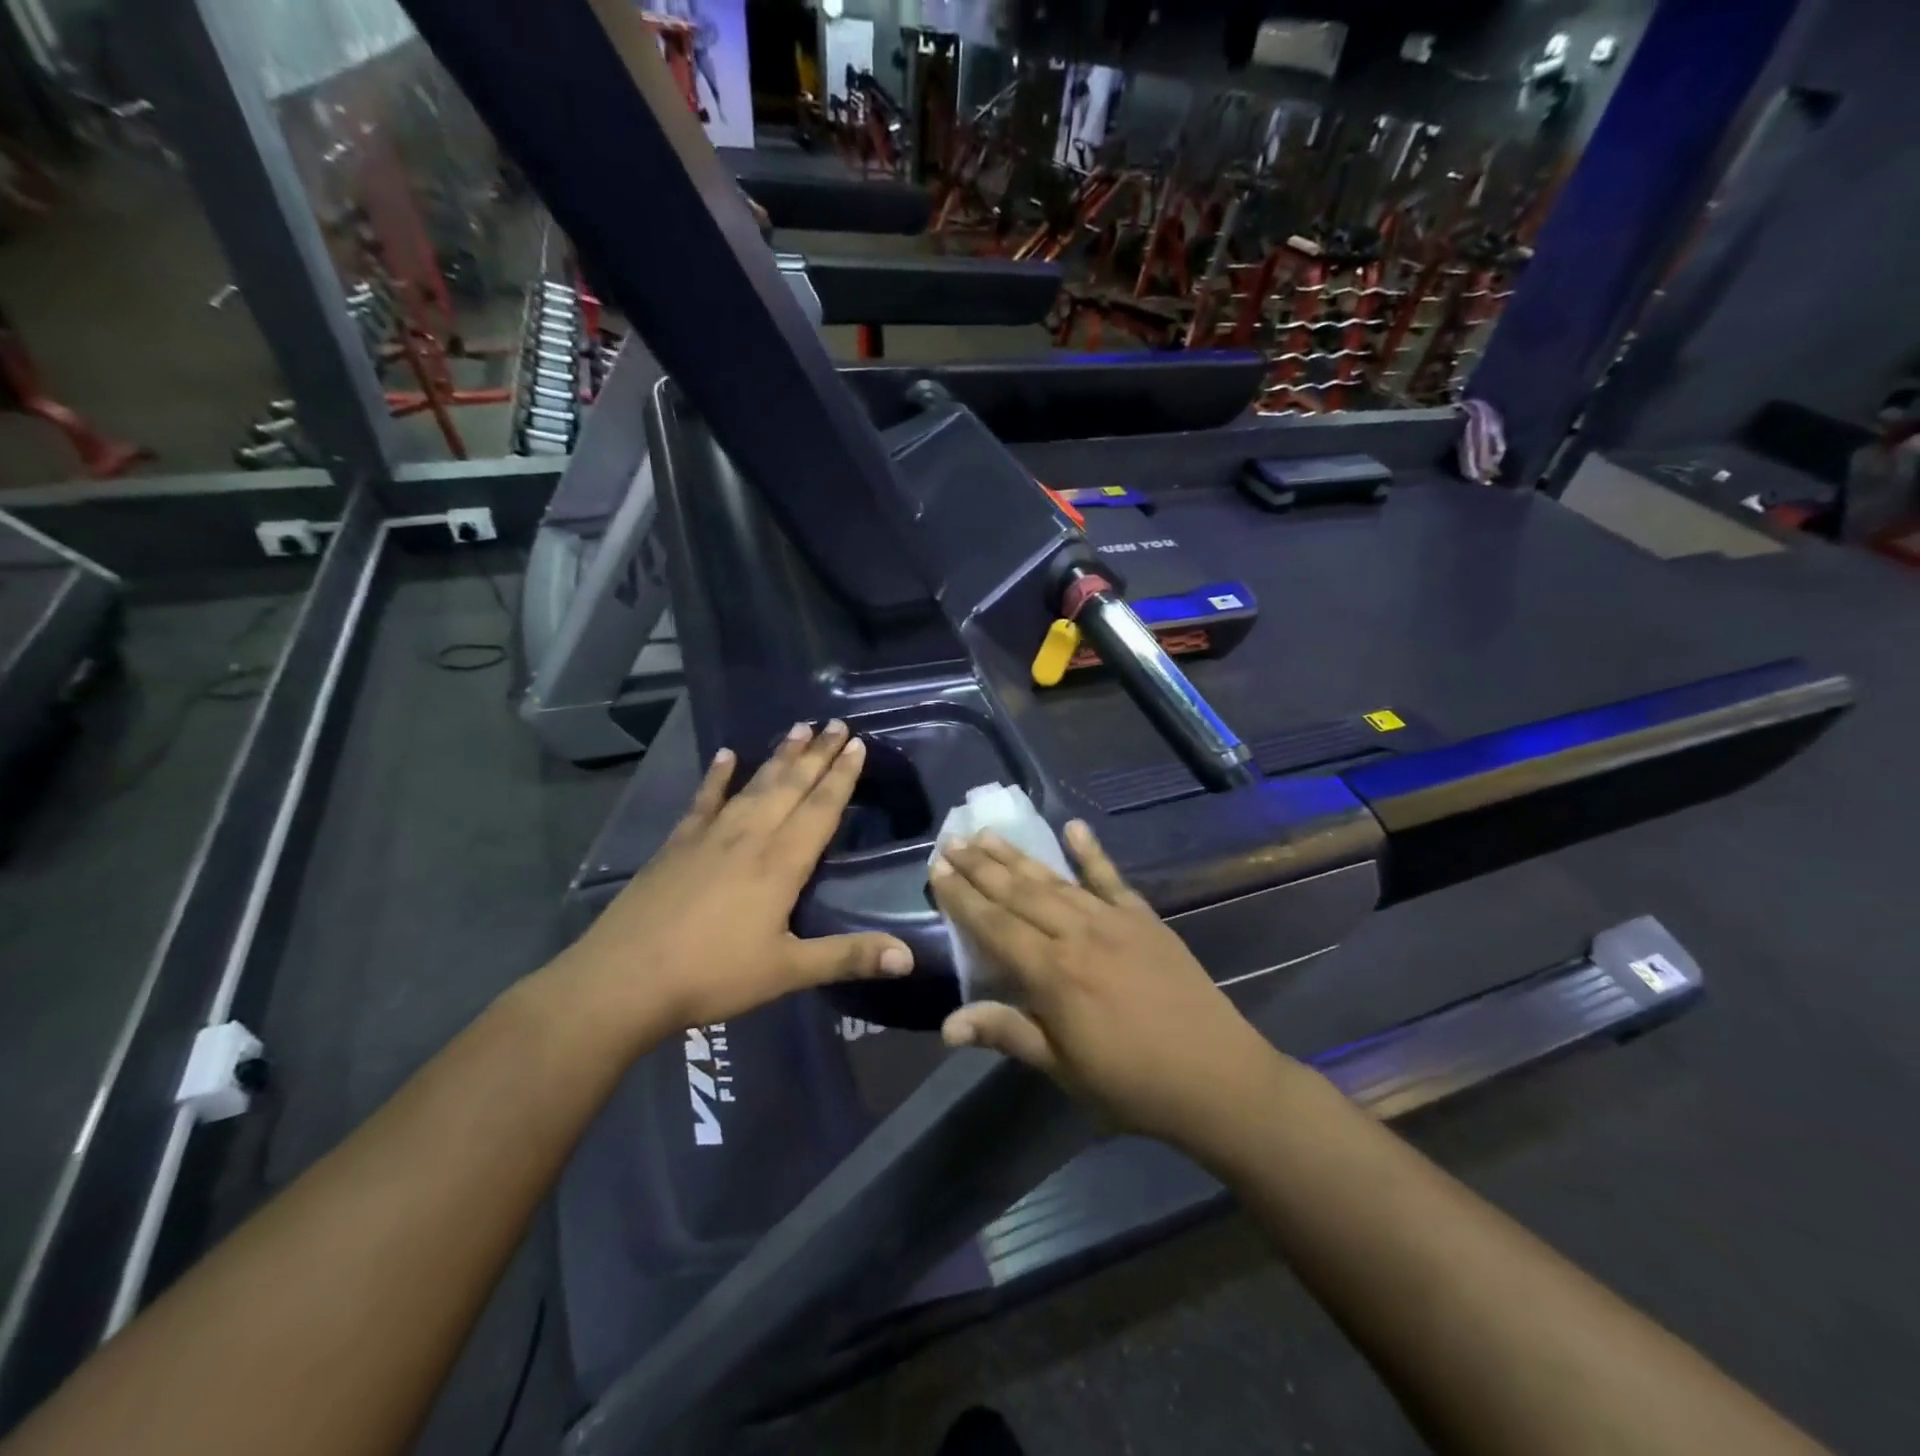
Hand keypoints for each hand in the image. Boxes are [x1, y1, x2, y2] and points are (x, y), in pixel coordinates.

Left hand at [560, 720, 912, 1038]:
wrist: (623, 980)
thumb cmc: (712, 975)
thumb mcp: (787, 971)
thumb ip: (848, 958)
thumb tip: (910, 958)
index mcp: (781, 863)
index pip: (821, 808)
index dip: (842, 776)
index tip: (858, 744)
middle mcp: (750, 837)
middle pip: (791, 786)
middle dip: (818, 754)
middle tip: (837, 723)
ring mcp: (710, 836)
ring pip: (754, 785)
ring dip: (780, 756)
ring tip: (799, 727)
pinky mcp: (678, 844)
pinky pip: (704, 800)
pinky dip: (717, 777)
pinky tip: (725, 755)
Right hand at [931, 823, 1292, 1151]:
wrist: (1217, 1078)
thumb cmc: (1131, 1085)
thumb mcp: (1064, 1069)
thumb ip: (1008, 1034)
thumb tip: (947, 1025)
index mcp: (1052, 974)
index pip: (995, 926)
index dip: (963, 897)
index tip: (937, 870)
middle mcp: (1077, 935)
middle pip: (1019, 893)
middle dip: (981, 866)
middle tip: (952, 841)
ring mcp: (1113, 920)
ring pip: (1055, 880)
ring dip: (1019, 856)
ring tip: (988, 834)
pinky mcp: (1144, 918)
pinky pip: (1111, 878)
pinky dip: (1091, 851)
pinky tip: (1073, 827)